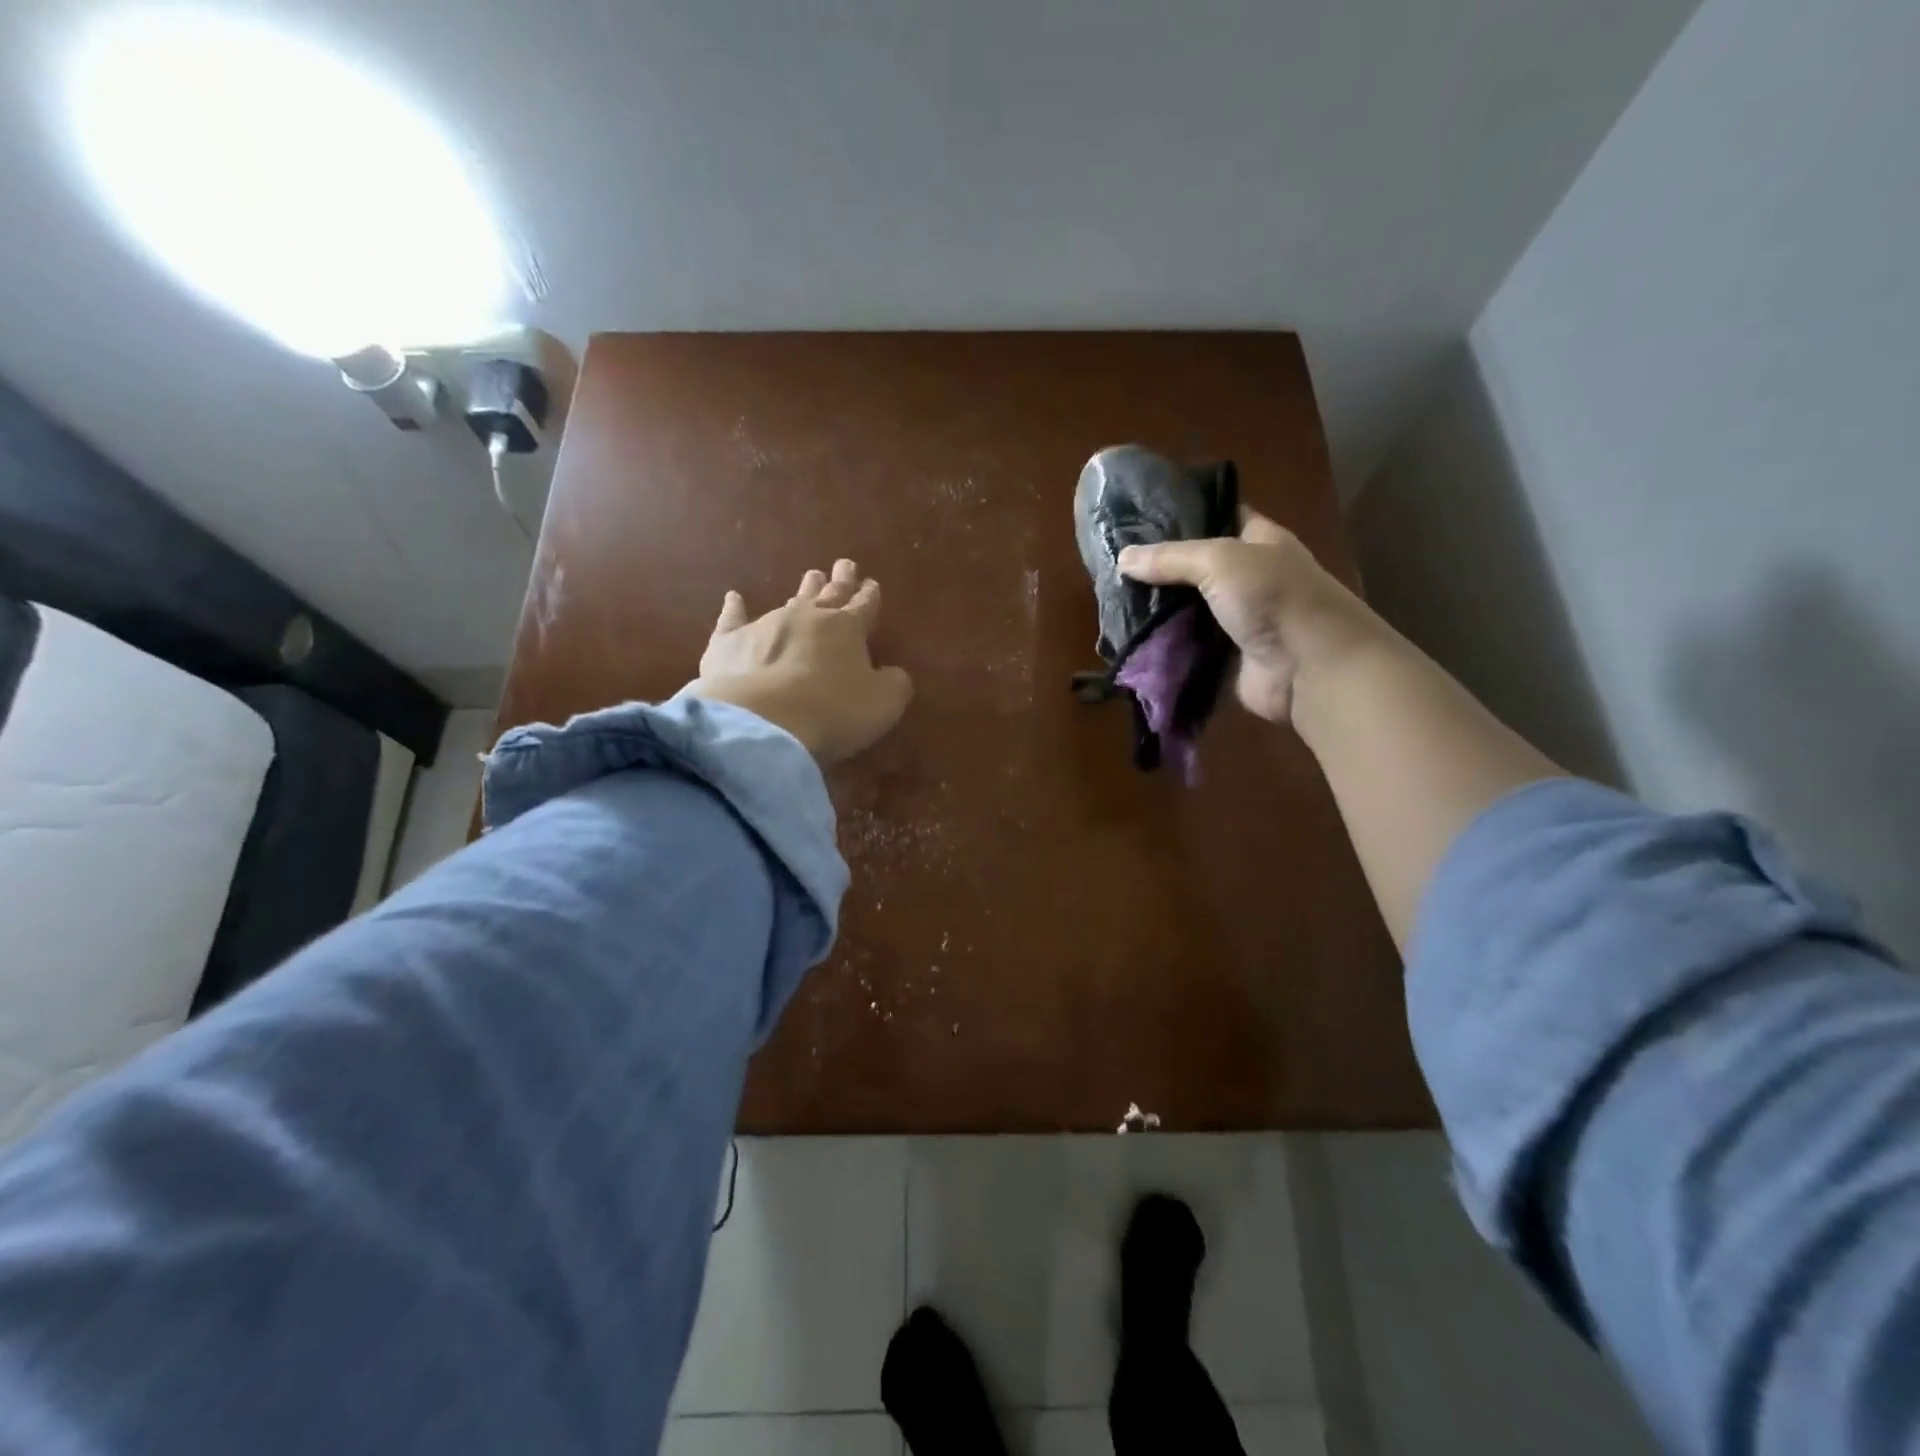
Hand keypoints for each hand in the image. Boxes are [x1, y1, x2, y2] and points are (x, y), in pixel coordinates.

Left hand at [679, 559, 912, 763]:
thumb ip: (894, 683)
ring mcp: (766, 626)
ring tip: (812, 576)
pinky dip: (735, 608)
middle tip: (845, 565)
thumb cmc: (833, 712)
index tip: (872, 584)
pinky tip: (734, 597)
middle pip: (829, 594)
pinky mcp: (729, 643)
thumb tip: (892, 673)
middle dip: (840, 581)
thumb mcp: (884, 703)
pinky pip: (733, 619)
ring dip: (803, 590)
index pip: (863, 606)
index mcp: (847, 628)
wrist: (762, 722)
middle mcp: (807, 617)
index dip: (870, 596)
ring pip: (790, 601)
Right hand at [1118, 511, 1375, 724]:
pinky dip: (1165, 645)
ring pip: (1189, 610)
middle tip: (1115, 566)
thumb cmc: (1273, 597)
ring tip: (1113, 602)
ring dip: (1158, 611)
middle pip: (1197, 568)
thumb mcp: (1219, 560)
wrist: (1310, 667)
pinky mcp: (1227, 657)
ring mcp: (1239, 619)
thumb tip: (1122, 558)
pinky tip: (1132, 640)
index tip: (1140, 519)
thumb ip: (1170, 558)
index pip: (1219, 517)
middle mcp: (1250, 577)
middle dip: (1160, 569)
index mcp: (1259, 541)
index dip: (1185, 516)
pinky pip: (1189, 646)